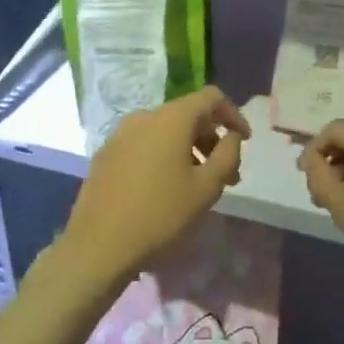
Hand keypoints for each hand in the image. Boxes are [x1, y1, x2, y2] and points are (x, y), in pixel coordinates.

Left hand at [60, 87, 249, 288]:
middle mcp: (144, 116)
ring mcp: (121, 134)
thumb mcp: (206, 188)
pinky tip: (165, 189)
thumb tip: (232, 137)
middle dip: (211, 139)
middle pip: (187, 115)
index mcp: (171, 118)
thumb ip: (227, 155)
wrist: (99, 245)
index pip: (210, 97)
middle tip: (226, 175)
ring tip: (198, 186)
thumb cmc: (161, 214)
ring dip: (188, 150)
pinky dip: (163, 156)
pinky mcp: (106, 154)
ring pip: (165, 131)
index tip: (245, 141)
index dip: (233, 114)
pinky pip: (144, 144)